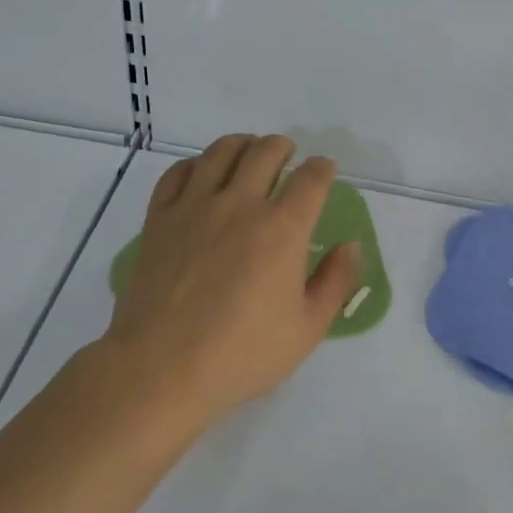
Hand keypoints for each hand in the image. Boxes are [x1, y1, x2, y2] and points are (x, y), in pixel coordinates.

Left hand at [98, 134, 362, 429]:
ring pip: (221, 152)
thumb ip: (335, 282)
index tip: (325, 171)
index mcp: (282, 229)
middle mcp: (240, 204)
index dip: (323, 168)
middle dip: (283, 146)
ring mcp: (195, 206)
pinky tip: (201, 173)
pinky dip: (195, 164)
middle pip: (265, 151)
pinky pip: (178, 172)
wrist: (162, 368)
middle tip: (288, 155)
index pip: (311, 179)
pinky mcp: (160, 217)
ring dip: (242, 144)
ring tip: (248, 151)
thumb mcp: (307, 329)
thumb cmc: (242, 354)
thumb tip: (352, 246)